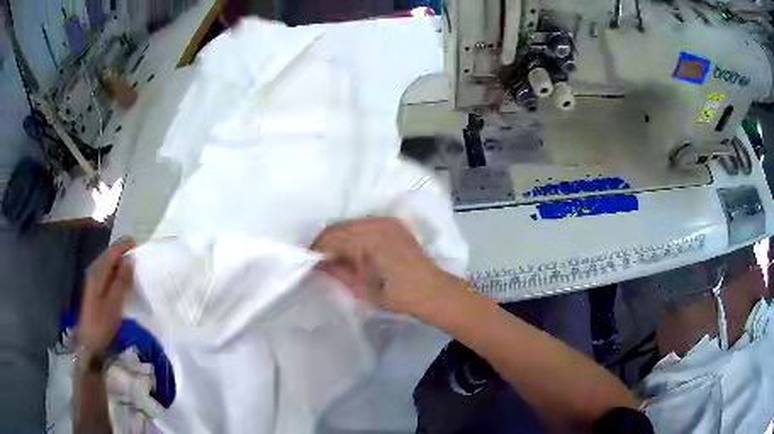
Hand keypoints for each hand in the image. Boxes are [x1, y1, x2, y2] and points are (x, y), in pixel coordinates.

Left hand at [78, 239, 135, 351]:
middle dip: (123, 255)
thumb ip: (121, 281)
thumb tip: (129, 261)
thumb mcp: (114, 304)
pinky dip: (116, 274)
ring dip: (120, 265)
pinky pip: (107, 274)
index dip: (125, 247)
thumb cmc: (102, 323)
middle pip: (109, 256)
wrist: (88, 341)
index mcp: (98, 273)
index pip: (112, 252)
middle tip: (138, 261)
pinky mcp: (94, 289)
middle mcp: (94, 272)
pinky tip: (122, 283)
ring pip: (108, 265)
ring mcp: (93, 281)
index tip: (139, 248)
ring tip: (133, 271)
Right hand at [311, 218, 457, 314]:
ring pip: (351, 224)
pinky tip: (352, 249)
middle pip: (339, 227)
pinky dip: (354, 234)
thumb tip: (317, 264)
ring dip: (339, 237)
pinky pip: (365, 224)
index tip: (307, 261)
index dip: (316, 249)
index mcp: (367, 239)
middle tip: (318, 259)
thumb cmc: (396, 295)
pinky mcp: (393, 224)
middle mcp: (376, 223)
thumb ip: (336, 272)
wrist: (431, 290)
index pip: (331, 238)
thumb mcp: (361, 288)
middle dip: (326, 242)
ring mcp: (386, 221)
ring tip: (333, 255)